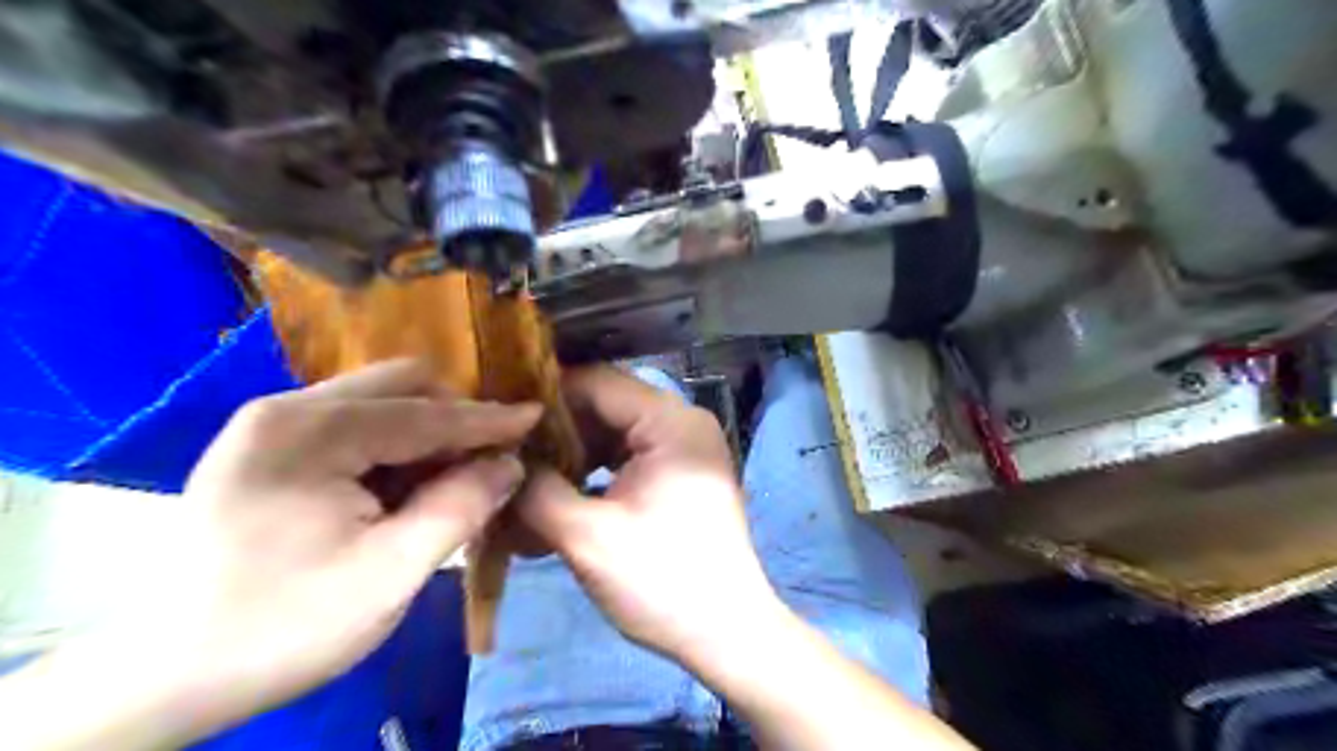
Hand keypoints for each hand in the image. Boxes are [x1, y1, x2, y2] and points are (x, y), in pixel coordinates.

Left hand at [6, 362, 537, 748]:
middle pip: (399, 386)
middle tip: (487, 461)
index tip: (537, 416)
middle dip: (453, 417)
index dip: (487, 418)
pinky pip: (356, 425)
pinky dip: (397, 448)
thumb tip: (510, 464)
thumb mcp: (390, 574)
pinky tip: (407, 488)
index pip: (424, 413)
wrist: (166, 676)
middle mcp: (287, 410)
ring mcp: (273, 426)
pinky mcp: (271, 448)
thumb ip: (459, 508)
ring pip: (380, 402)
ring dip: (427, 434)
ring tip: (452, 480)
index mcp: (309, 433)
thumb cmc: (283, 627)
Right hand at [519, 366, 786, 665]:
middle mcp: (682, 422)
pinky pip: (629, 455)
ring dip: (573, 452)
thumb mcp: (587, 537)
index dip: (545, 397)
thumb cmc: (661, 581)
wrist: (726, 633)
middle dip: (556, 430)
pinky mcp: (681, 473)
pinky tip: (563, 493)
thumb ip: (536, 491)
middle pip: (606, 405)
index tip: (501, 419)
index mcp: (670, 422)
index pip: (597, 382)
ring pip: (614, 432)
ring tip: (528, 476)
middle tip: (507, 453)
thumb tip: (503, 462)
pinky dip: (596, 470)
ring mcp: (685, 448)